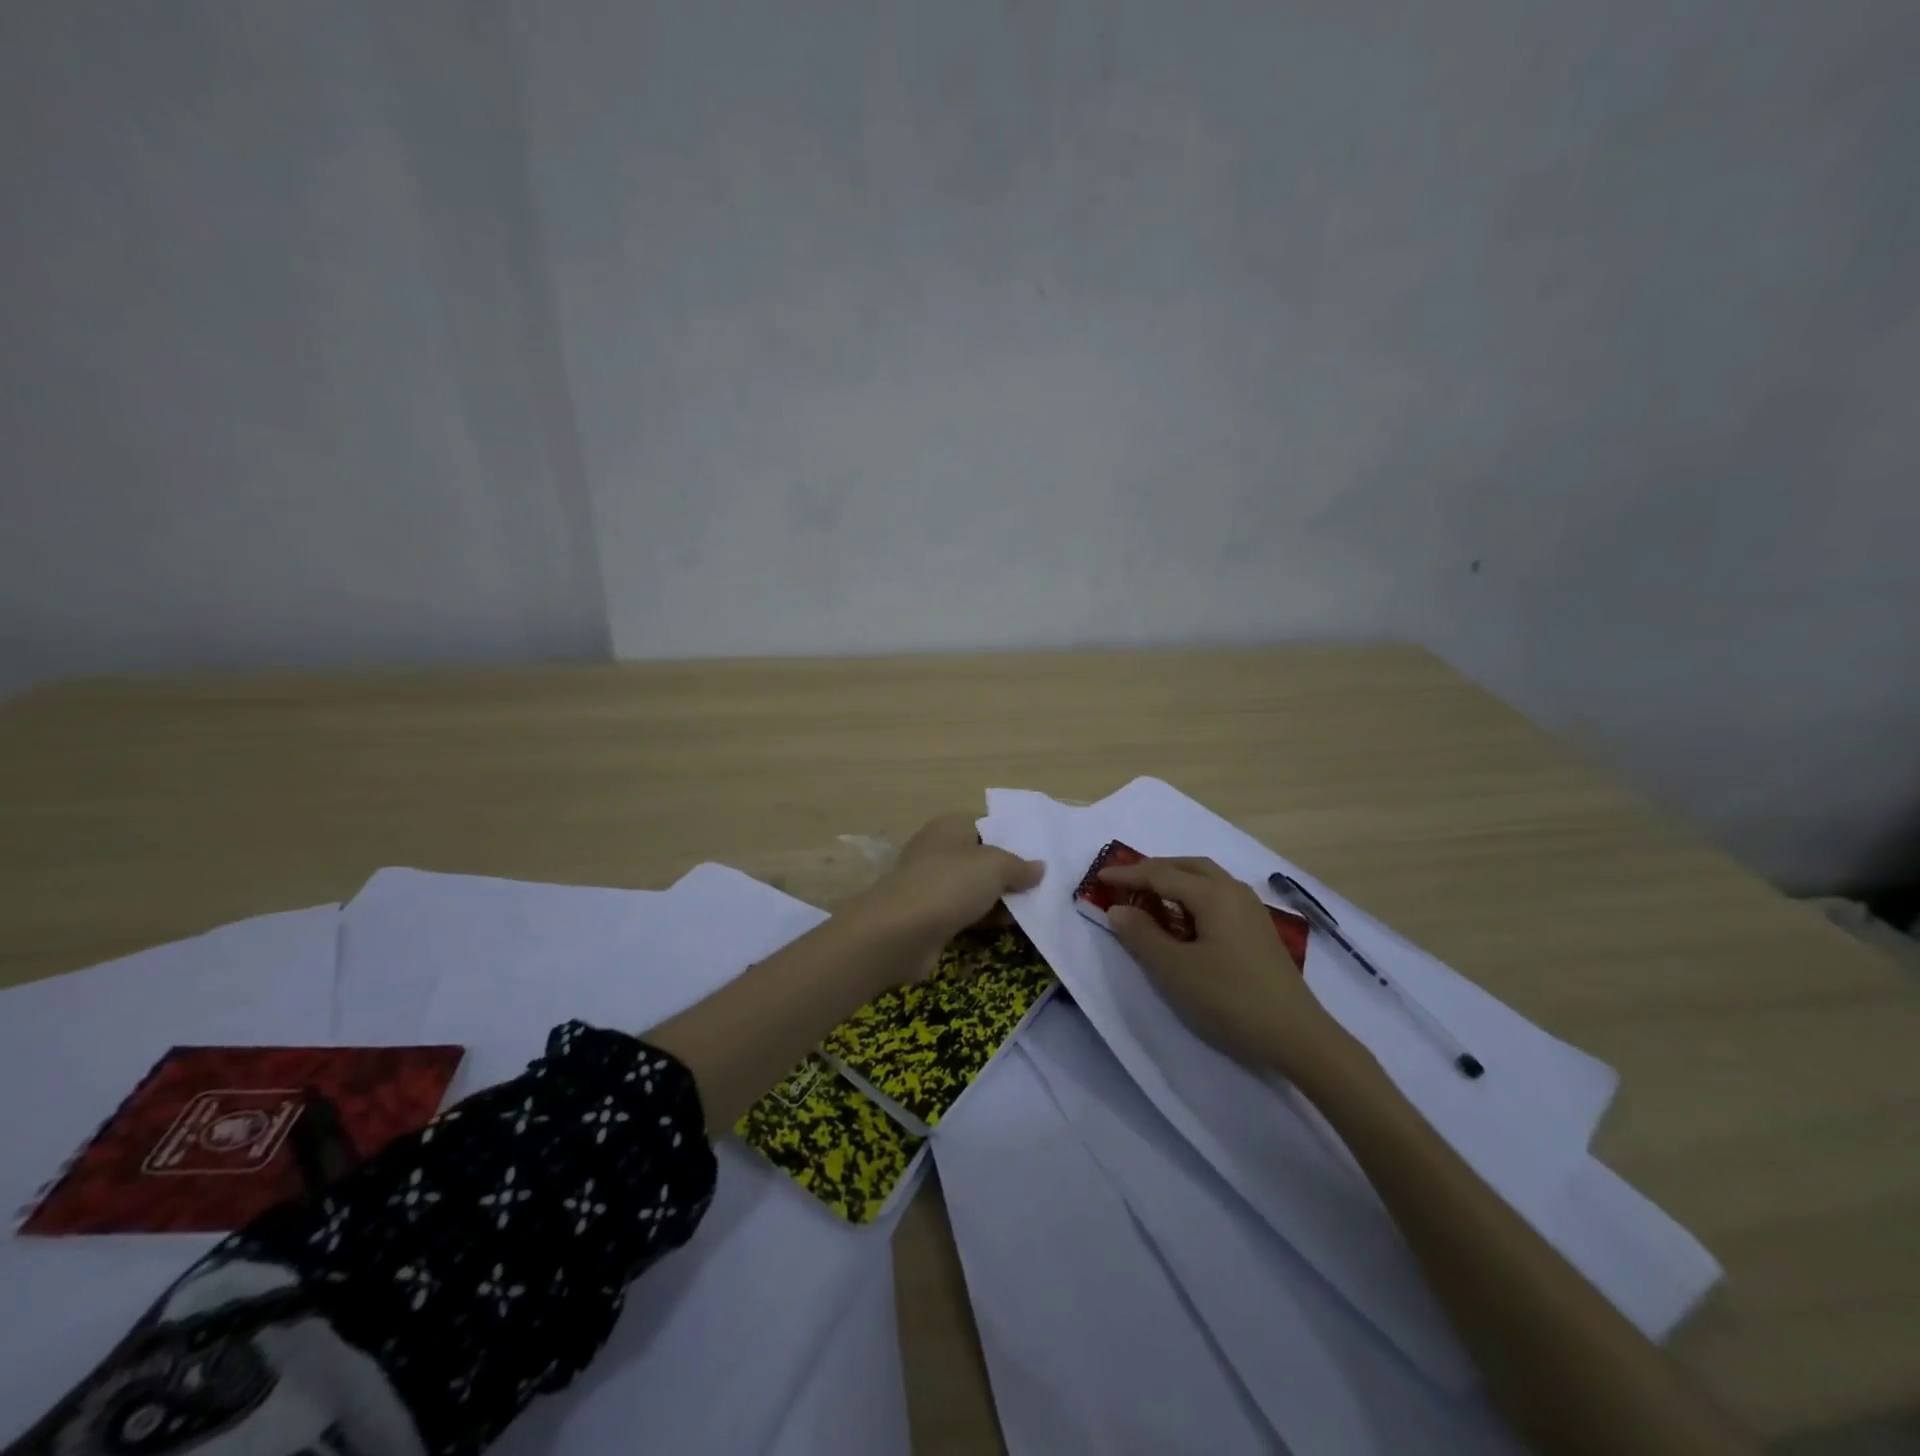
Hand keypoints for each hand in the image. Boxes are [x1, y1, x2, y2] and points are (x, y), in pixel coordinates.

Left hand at [848, 814, 1044, 980]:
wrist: (899, 933)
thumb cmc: (949, 885)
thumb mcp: (995, 867)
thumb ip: (1020, 866)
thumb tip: (1039, 868)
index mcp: (950, 827)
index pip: (988, 824)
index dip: (1015, 837)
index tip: (1044, 853)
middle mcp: (939, 850)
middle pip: (984, 858)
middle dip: (1012, 872)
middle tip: (1047, 885)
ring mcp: (933, 885)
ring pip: (976, 888)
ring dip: (1002, 899)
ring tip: (1038, 908)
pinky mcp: (931, 916)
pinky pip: (967, 912)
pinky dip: (987, 918)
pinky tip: (1012, 927)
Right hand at [1101, 856, 1351, 1078]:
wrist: (1296, 1035)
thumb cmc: (1230, 998)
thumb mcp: (1175, 969)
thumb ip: (1142, 935)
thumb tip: (1118, 909)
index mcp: (1212, 894)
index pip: (1161, 873)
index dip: (1128, 875)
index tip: (1099, 878)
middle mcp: (1233, 891)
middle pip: (1187, 866)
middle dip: (1154, 869)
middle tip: (1125, 883)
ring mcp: (1250, 909)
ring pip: (1206, 878)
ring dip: (1175, 880)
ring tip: (1150, 897)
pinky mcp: (1259, 928)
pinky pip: (1218, 895)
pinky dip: (1193, 895)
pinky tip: (1184, 918)